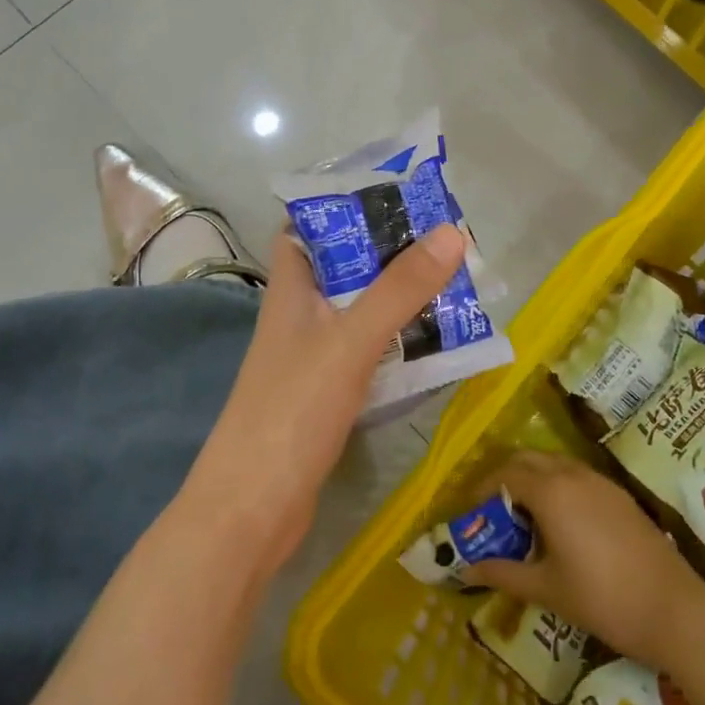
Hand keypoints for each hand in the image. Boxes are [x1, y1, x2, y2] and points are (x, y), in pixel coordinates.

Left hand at [186, 223, 466, 566]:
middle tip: (444, 239)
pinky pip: (369, 353)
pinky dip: (398, 342)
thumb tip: (452, 233)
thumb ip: (399, 289)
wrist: (251, 512)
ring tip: (453, 282)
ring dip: (399, 298)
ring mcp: (312, 359)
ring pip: (360, 312)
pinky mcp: (327, 395)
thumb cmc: (291, 412)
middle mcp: (299, 318)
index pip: (305, 229)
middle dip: (389, 252)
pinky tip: (434, 343)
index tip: (394, 193)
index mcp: (291, 292)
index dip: (341, 207)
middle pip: (344, 269)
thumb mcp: (349, 341)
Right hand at [463, 451, 704, 670]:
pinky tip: (560, 522)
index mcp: (550, 492)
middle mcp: (572, 474)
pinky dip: (558, 486)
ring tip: (524, 518)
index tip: (471, 512)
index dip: (482, 489)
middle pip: (528, 459)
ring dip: (533, 479)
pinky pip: (577, 475)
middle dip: (505, 477)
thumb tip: (467, 569)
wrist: (671, 607)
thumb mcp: (546, 589)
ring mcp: (600, 481)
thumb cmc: (601, 598)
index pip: (505, 474)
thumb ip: (503, 573)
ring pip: (555, 463)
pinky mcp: (619, 493)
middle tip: (493, 511)